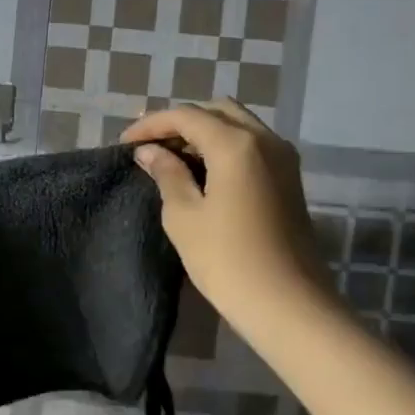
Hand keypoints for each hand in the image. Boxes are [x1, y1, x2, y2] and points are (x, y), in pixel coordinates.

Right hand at [121, 100, 334, 338]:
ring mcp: (283, 158)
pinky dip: (224, 146)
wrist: (288, 304)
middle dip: (181, 122)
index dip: (151, 124)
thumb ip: (167, 174)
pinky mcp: (289, 178)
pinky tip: (203, 171)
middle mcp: (265, 139)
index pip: (186, 116)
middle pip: (217, 111)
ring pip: (238, 125)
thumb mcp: (184, 216)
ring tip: (172, 158)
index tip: (125, 143)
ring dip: (204, 132)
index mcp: (236, 144)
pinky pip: (252, 145)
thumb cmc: (227, 260)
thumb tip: (150, 152)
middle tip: (151, 146)